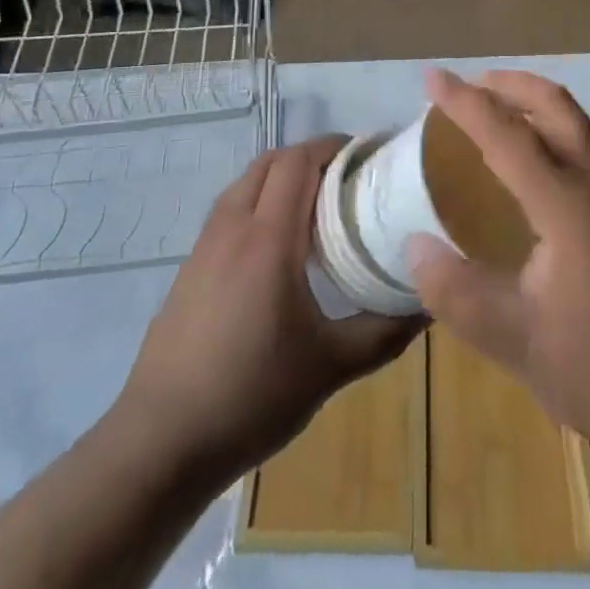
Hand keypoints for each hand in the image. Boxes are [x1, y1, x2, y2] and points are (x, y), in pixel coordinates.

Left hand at [118, 137, 421, 486]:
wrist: (160, 442)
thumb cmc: (251, 396)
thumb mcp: (330, 367)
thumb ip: (383, 332)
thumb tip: (429, 305)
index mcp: (268, 238)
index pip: (298, 161)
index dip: (331, 146)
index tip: (365, 155)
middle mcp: (233, 227)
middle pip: (270, 162)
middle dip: (309, 157)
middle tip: (346, 180)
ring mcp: (204, 246)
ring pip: (245, 183)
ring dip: (280, 178)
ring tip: (314, 209)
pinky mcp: (188, 268)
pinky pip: (229, 211)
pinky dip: (257, 204)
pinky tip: (274, 250)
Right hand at [408, 68, 589, 460]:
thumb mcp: (519, 343)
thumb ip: (458, 293)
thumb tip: (415, 246)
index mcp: (570, 203)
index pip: (506, 133)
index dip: (464, 102)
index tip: (431, 77)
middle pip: (554, 104)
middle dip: (509, 84)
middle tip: (469, 85)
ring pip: (577, 124)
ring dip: (534, 106)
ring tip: (498, 118)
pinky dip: (555, 134)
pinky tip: (540, 174)